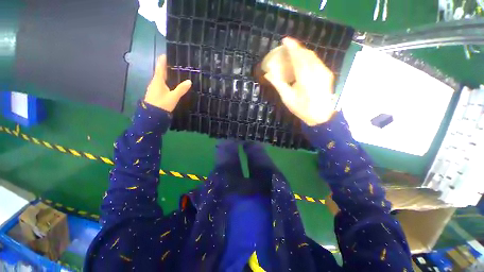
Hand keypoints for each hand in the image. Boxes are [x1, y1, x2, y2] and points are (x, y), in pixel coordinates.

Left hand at [144, 55, 191, 111]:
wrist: (152, 115)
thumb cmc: (162, 104)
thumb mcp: (173, 97)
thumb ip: (181, 89)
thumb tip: (189, 81)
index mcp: (158, 80)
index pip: (160, 67)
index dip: (163, 60)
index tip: (166, 53)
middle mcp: (155, 82)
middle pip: (160, 72)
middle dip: (166, 67)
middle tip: (174, 63)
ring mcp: (154, 88)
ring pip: (161, 78)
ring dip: (166, 74)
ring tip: (175, 72)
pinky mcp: (156, 93)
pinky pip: (161, 83)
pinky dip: (166, 80)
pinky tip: (171, 83)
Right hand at [264, 37, 335, 125]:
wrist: (321, 116)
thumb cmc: (302, 109)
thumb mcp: (287, 98)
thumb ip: (278, 84)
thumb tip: (267, 74)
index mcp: (306, 78)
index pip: (298, 57)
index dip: (292, 47)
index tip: (284, 40)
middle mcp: (317, 71)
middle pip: (306, 54)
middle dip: (297, 48)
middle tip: (287, 47)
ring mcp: (324, 71)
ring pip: (313, 56)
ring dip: (302, 52)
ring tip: (293, 52)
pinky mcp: (327, 74)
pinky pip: (316, 61)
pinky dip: (308, 58)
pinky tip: (302, 61)